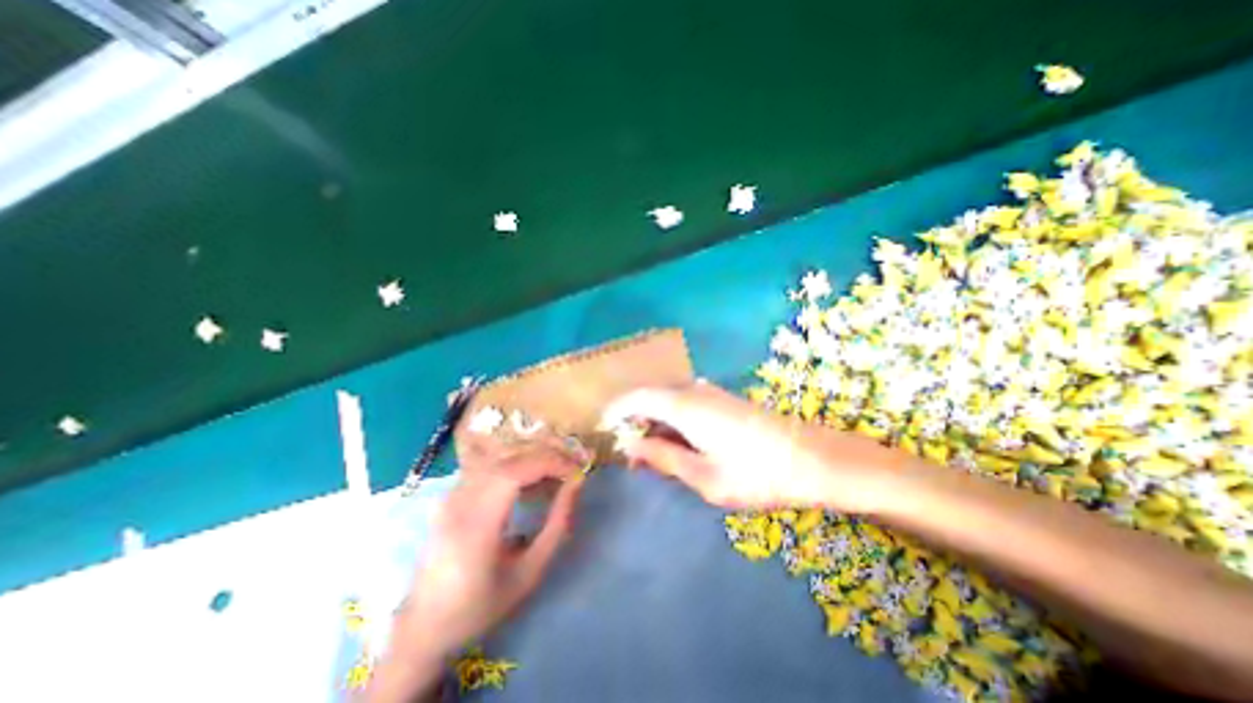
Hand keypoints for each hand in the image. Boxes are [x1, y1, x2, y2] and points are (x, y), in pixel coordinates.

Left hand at [388, 433, 581, 663]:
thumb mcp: (530, 573)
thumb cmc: (481, 606)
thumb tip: (576, 484)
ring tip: (555, 474)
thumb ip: (557, 525)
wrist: (424, 627)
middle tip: (571, 469)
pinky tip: (530, 481)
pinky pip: (490, 465)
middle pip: (508, 457)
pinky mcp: (451, 493)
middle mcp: (459, 501)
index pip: (514, 472)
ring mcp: (451, 494)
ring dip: (532, 458)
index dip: (550, 463)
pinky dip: (517, 464)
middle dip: (546, 456)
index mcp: (475, 526)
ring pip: (499, 456)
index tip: (576, 473)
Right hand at [604, 381, 907, 512]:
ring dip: (655, 424)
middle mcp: (694, 391)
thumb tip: (632, 443)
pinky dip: (673, 422)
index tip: (603, 429)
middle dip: (636, 422)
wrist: (813, 459)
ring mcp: (711, 393)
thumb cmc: (756, 473)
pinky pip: (686, 404)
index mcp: (685, 405)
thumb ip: (663, 456)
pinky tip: (679, 445)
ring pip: (669, 401)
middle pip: (652, 397)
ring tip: (654, 456)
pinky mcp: (723, 400)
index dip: (616, 410)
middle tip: (632, 456)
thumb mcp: (703, 475)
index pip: (637, 397)